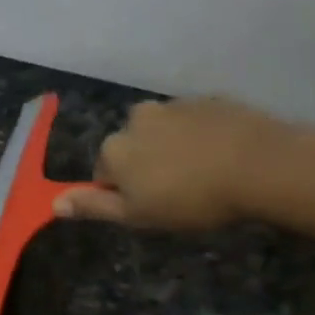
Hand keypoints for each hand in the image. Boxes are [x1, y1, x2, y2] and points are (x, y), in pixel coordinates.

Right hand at [53, 97, 314, 230]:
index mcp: (114, 147)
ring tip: (203, 175)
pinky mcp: (210, 100)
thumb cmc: (191, 199)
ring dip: (173, 150)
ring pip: (163, 133)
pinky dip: (200, 137)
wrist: (261, 166)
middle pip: (132, 148)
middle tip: (177, 193)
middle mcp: (136, 118)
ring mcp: (174, 105)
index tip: (151, 208)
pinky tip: (222, 157)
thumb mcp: (136, 215)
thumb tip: (53, 204)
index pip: (104, 175)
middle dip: (146, 166)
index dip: (124, 195)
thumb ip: (93, 207)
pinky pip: (195, 122)